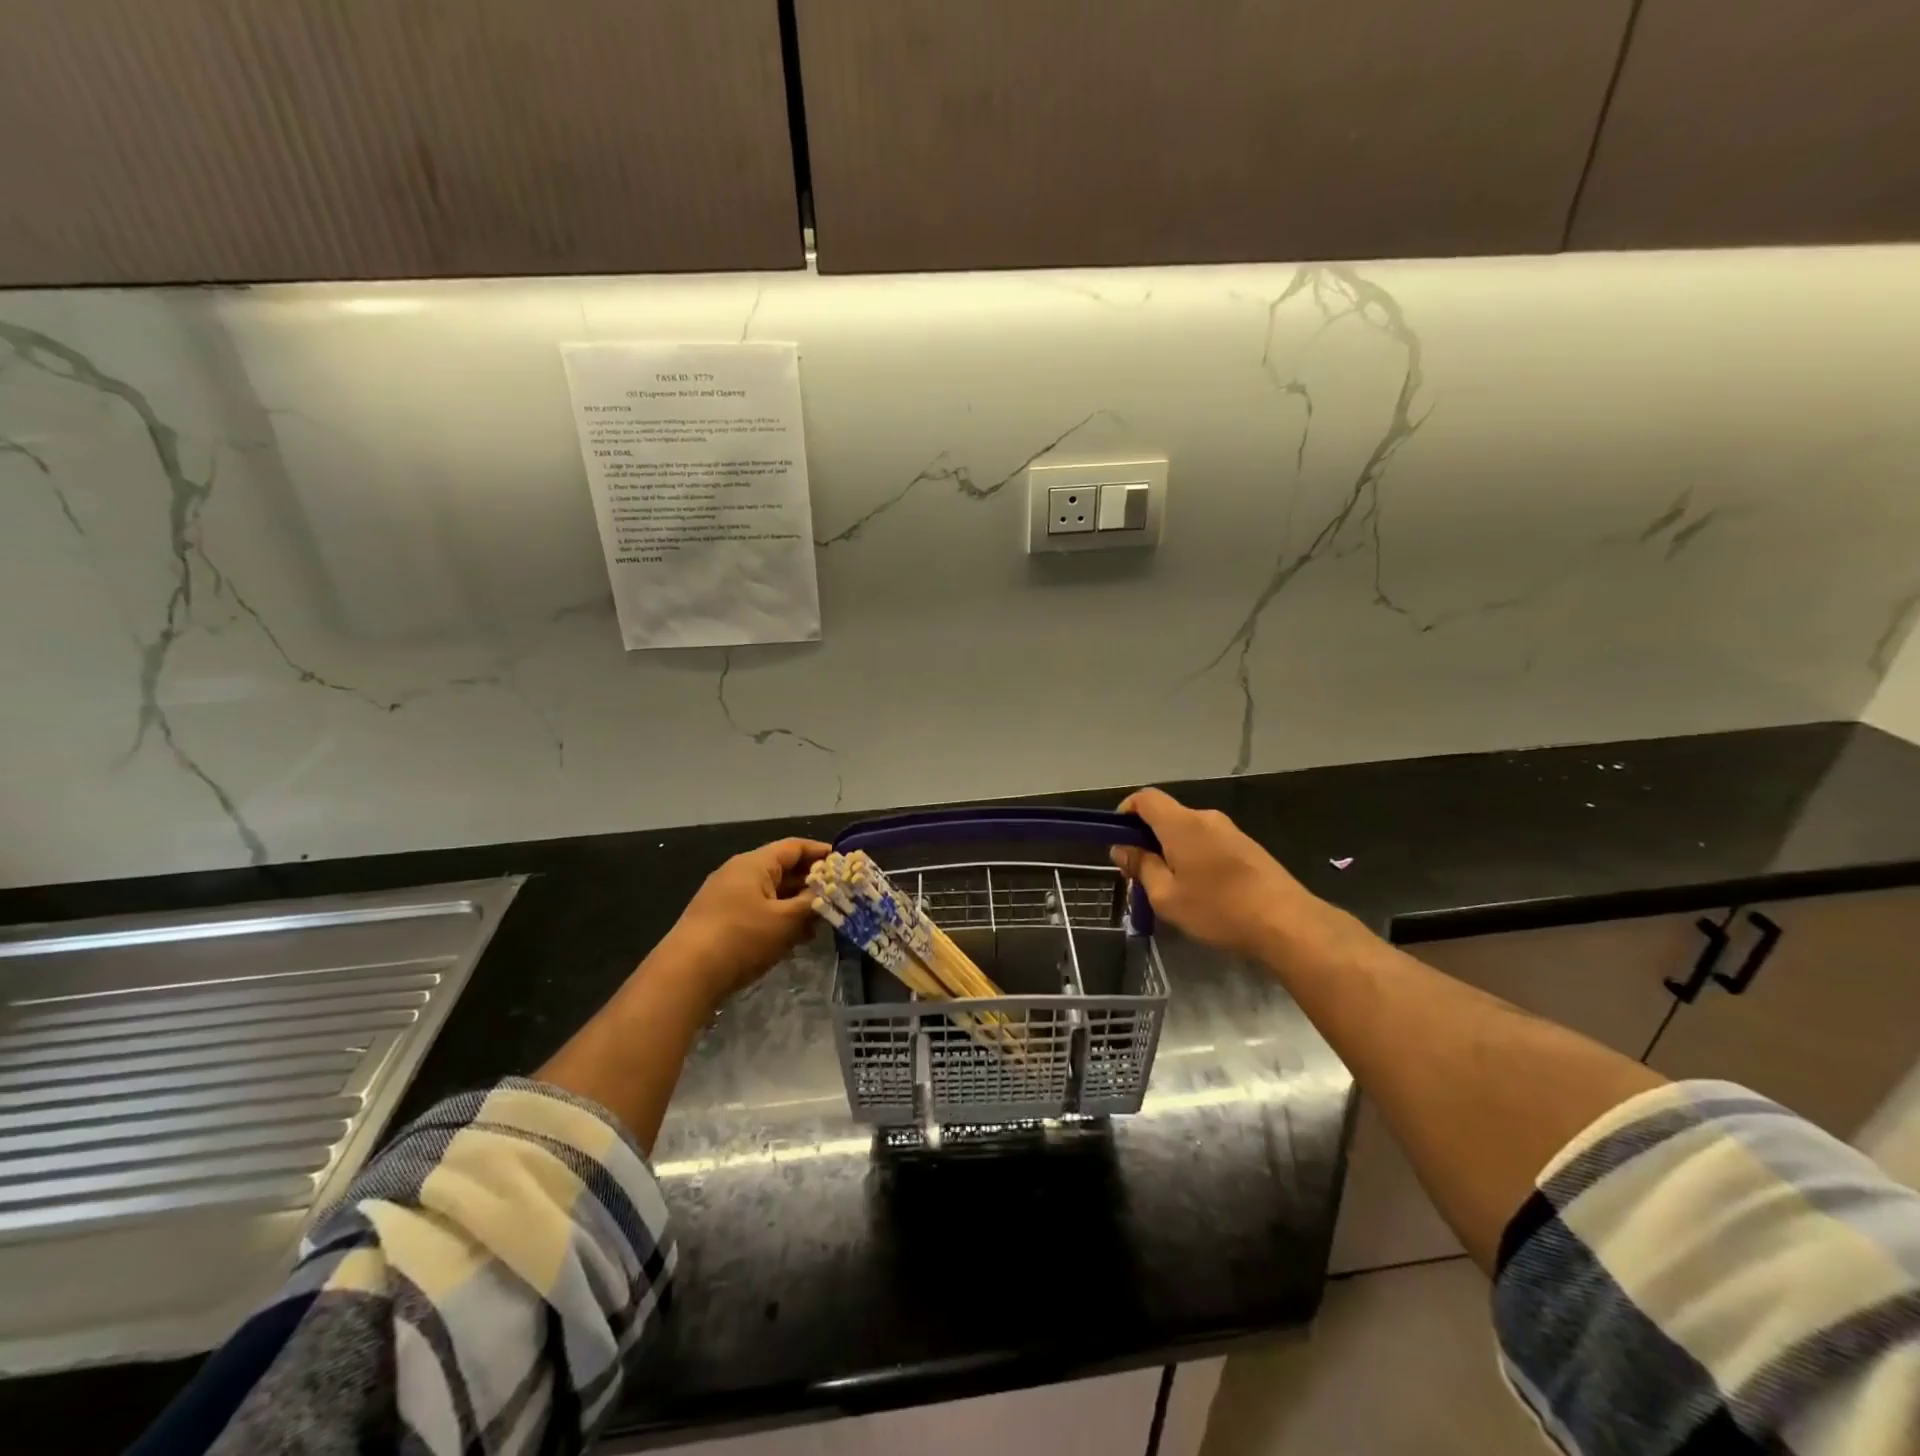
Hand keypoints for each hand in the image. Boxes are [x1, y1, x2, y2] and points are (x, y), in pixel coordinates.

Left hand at [652, 837, 829, 1004]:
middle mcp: (739, 873)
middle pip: (783, 869)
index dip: (821, 853)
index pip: (794, 847)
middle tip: (839, 895)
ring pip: (771, 892)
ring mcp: (726, 896)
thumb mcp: (785, 921)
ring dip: (796, 903)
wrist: (686, 974)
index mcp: (754, 864)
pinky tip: (794, 937)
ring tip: (821, 920)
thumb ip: (811, 904)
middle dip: (811, 882)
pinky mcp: (720, 920)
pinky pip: (758, 909)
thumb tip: (829, 894)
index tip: (845, 863)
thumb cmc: (742, 938)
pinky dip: (779, 917)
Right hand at [1111, 789, 1339, 961]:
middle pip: (1166, 815)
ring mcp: (1230, 831)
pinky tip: (1202, 891)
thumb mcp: (1166, 896)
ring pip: (1188, 831)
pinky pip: (1208, 842)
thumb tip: (1123, 849)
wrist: (1287, 922)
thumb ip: (1141, 867)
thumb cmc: (1218, 908)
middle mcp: (1205, 818)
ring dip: (1172, 851)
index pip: (1145, 798)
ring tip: (1172, 888)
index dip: (1125, 812)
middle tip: (1140, 874)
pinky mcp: (1247, 847)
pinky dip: (1195, 857)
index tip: (1119, 841)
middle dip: (1148, 838)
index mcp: (1181, 824)